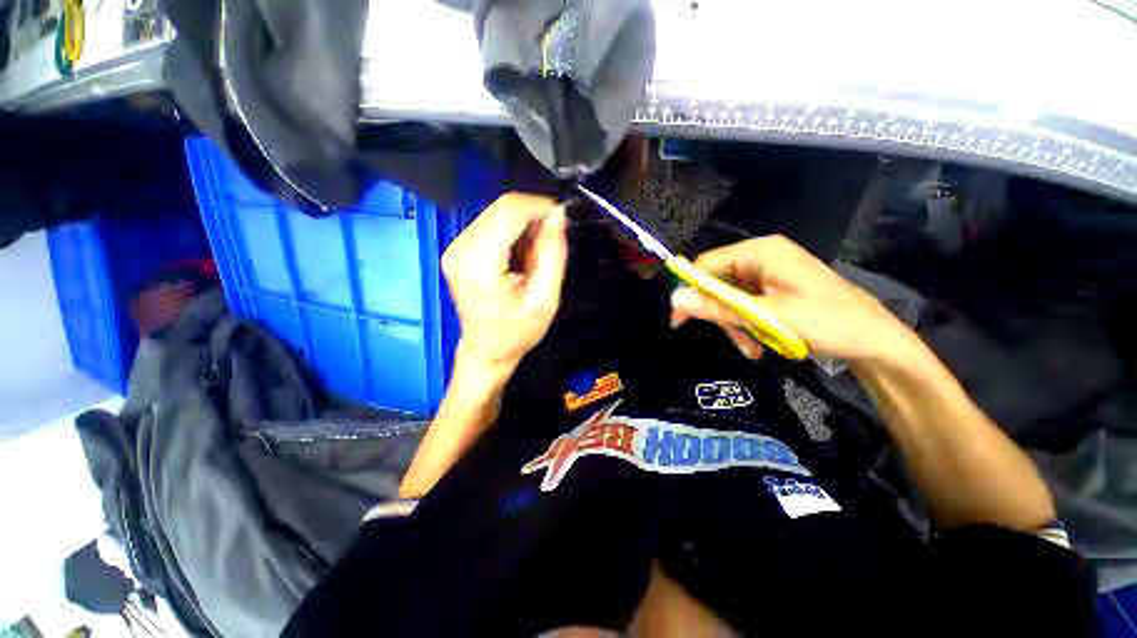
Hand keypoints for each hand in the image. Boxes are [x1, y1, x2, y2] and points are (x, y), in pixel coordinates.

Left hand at [442, 193, 567, 381]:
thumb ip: (553, 253)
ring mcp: (455, 247)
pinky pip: (490, 224)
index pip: (509, 211)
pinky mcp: (457, 249)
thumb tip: (558, 215)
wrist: (487, 350)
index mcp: (479, 262)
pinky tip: (520, 254)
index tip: (561, 219)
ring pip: (496, 213)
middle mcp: (460, 248)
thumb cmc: (518, 331)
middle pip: (501, 208)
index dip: (540, 206)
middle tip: (551, 240)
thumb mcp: (545, 298)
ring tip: (535, 254)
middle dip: (533, 216)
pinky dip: (511, 232)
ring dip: (523, 225)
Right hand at [670, 235, 916, 361]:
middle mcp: (761, 257)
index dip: (689, 290)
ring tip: (750, 348)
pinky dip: (747, 324)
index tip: (679, 320)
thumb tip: (676, 299)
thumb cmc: (826, 322)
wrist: (874, 340)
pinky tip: (758, 342)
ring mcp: (769, 272)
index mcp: (761, 252)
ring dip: (734, 324)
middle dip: (720, 313)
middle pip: (718, 282)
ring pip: (730, 297)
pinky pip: (745, 304)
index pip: (707, 264)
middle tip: (730, 339)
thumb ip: (719, 307)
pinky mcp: (774, 287)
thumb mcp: (767, 316)